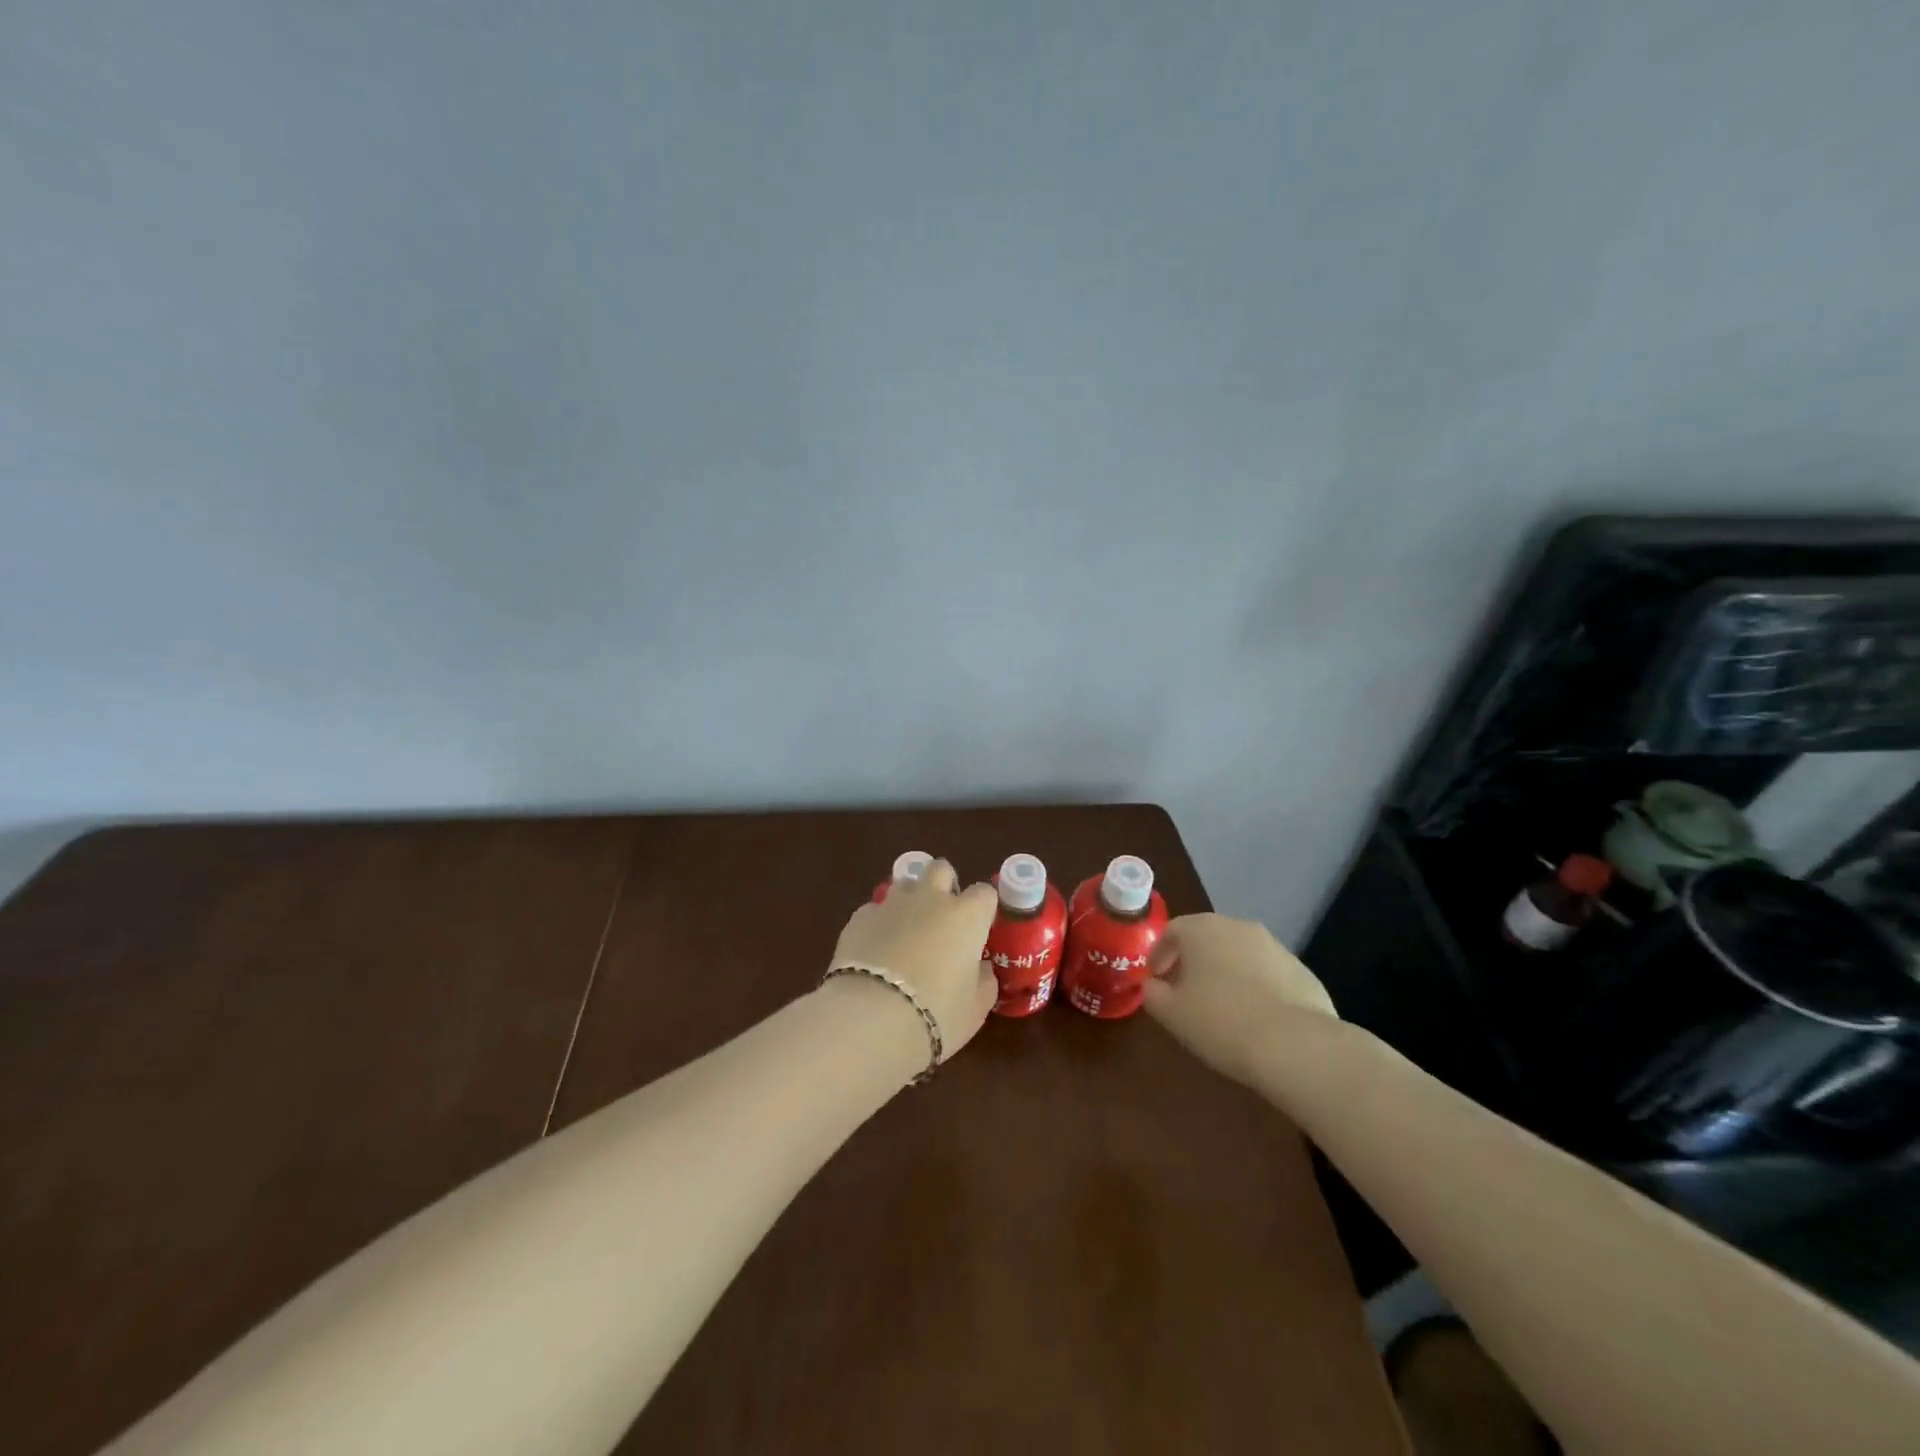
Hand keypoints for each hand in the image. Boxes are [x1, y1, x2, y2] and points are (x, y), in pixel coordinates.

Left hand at [827, 859, 998, 1063]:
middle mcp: (930, 899)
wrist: (872, 1018)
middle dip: (943, 884)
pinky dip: (879, 924)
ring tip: (906, 932)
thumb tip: (980, 969)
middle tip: (942, 917)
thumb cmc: (937, 1014)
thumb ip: (983, 981)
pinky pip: (874, 910)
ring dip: (909, 901)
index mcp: (967, 916)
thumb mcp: (976, 1008)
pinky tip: (875, 949)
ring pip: (904, 885)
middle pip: (940, 869)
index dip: (983, 908)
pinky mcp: (859, 918)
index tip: (980, 928)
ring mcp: (892, 904)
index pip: (985, 892)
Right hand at [1141, 913, 1335, 1085]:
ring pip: (1239, 954)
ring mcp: (1274, 947)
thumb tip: (1152, 986)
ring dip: (1226, 973)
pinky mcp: (1302, 971)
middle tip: (1185, 993)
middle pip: (1207, 938)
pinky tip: (1254, 1019)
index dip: (1159, 954)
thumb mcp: (1171, 1013)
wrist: (1295, 1045)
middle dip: (1193, 962)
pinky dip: (1255, 988)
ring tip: (1221, 1009)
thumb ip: (1152, 994)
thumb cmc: (1221, 1022)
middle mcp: (1238, 927)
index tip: (1155, 980)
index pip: (1171, 930)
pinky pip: (1267, 974)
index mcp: (1202, 929)